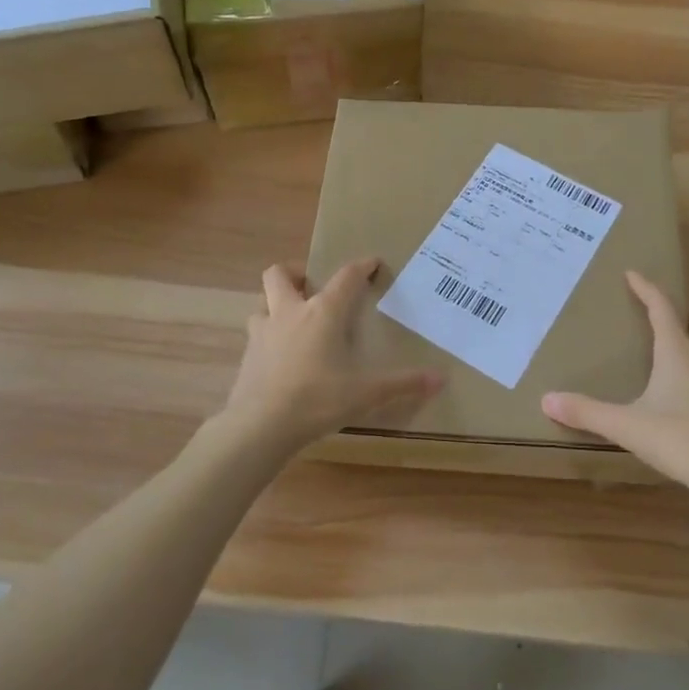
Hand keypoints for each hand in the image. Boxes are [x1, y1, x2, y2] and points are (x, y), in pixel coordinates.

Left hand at [214, 258, 442, 458]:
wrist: (260, 426)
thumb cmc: (318, 399)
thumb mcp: (366, 393)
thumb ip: (403, 384)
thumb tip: (441, 379)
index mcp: (323, 312)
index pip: (346, 277)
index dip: (361, 266)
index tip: (373, 263)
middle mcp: (290, 312)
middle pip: (280, 274)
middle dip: (296, 272)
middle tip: (312, 286)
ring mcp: (263, 333)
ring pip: (262, 303)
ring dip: (276, 304)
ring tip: (293, 320)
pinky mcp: (247, 356)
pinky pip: (256, 335)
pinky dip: (268, 337)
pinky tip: (280, 357)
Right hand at [542, 272, 688, 508]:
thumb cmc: (685, 442)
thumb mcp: (629, 428)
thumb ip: (588, 413)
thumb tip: (546, 399)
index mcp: (679, 356)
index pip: (662, 310)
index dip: (647, 289)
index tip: (633, 274)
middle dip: (688, 319)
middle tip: (669, 329)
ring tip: (685, 368)